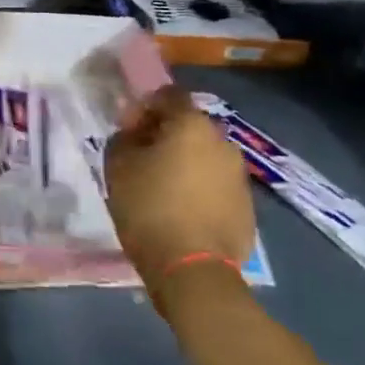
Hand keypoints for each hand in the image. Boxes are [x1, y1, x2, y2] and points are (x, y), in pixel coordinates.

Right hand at [105, 87, 256, 292]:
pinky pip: (216, 186)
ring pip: (205, 157)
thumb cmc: (149, 208)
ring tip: (161, 188)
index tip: (127, 130)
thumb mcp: (118, 167)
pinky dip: (199, 190)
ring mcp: (240, 176)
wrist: (193, 270)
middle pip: (189, 127)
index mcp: (192, 125)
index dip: (144, 107)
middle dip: (165, 137)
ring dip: (184, 164)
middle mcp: (223, 142)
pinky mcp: (247, 208)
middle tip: (141, 159)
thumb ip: (123, 139)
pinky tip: (181, 212)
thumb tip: (134, 134)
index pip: (168, 95)